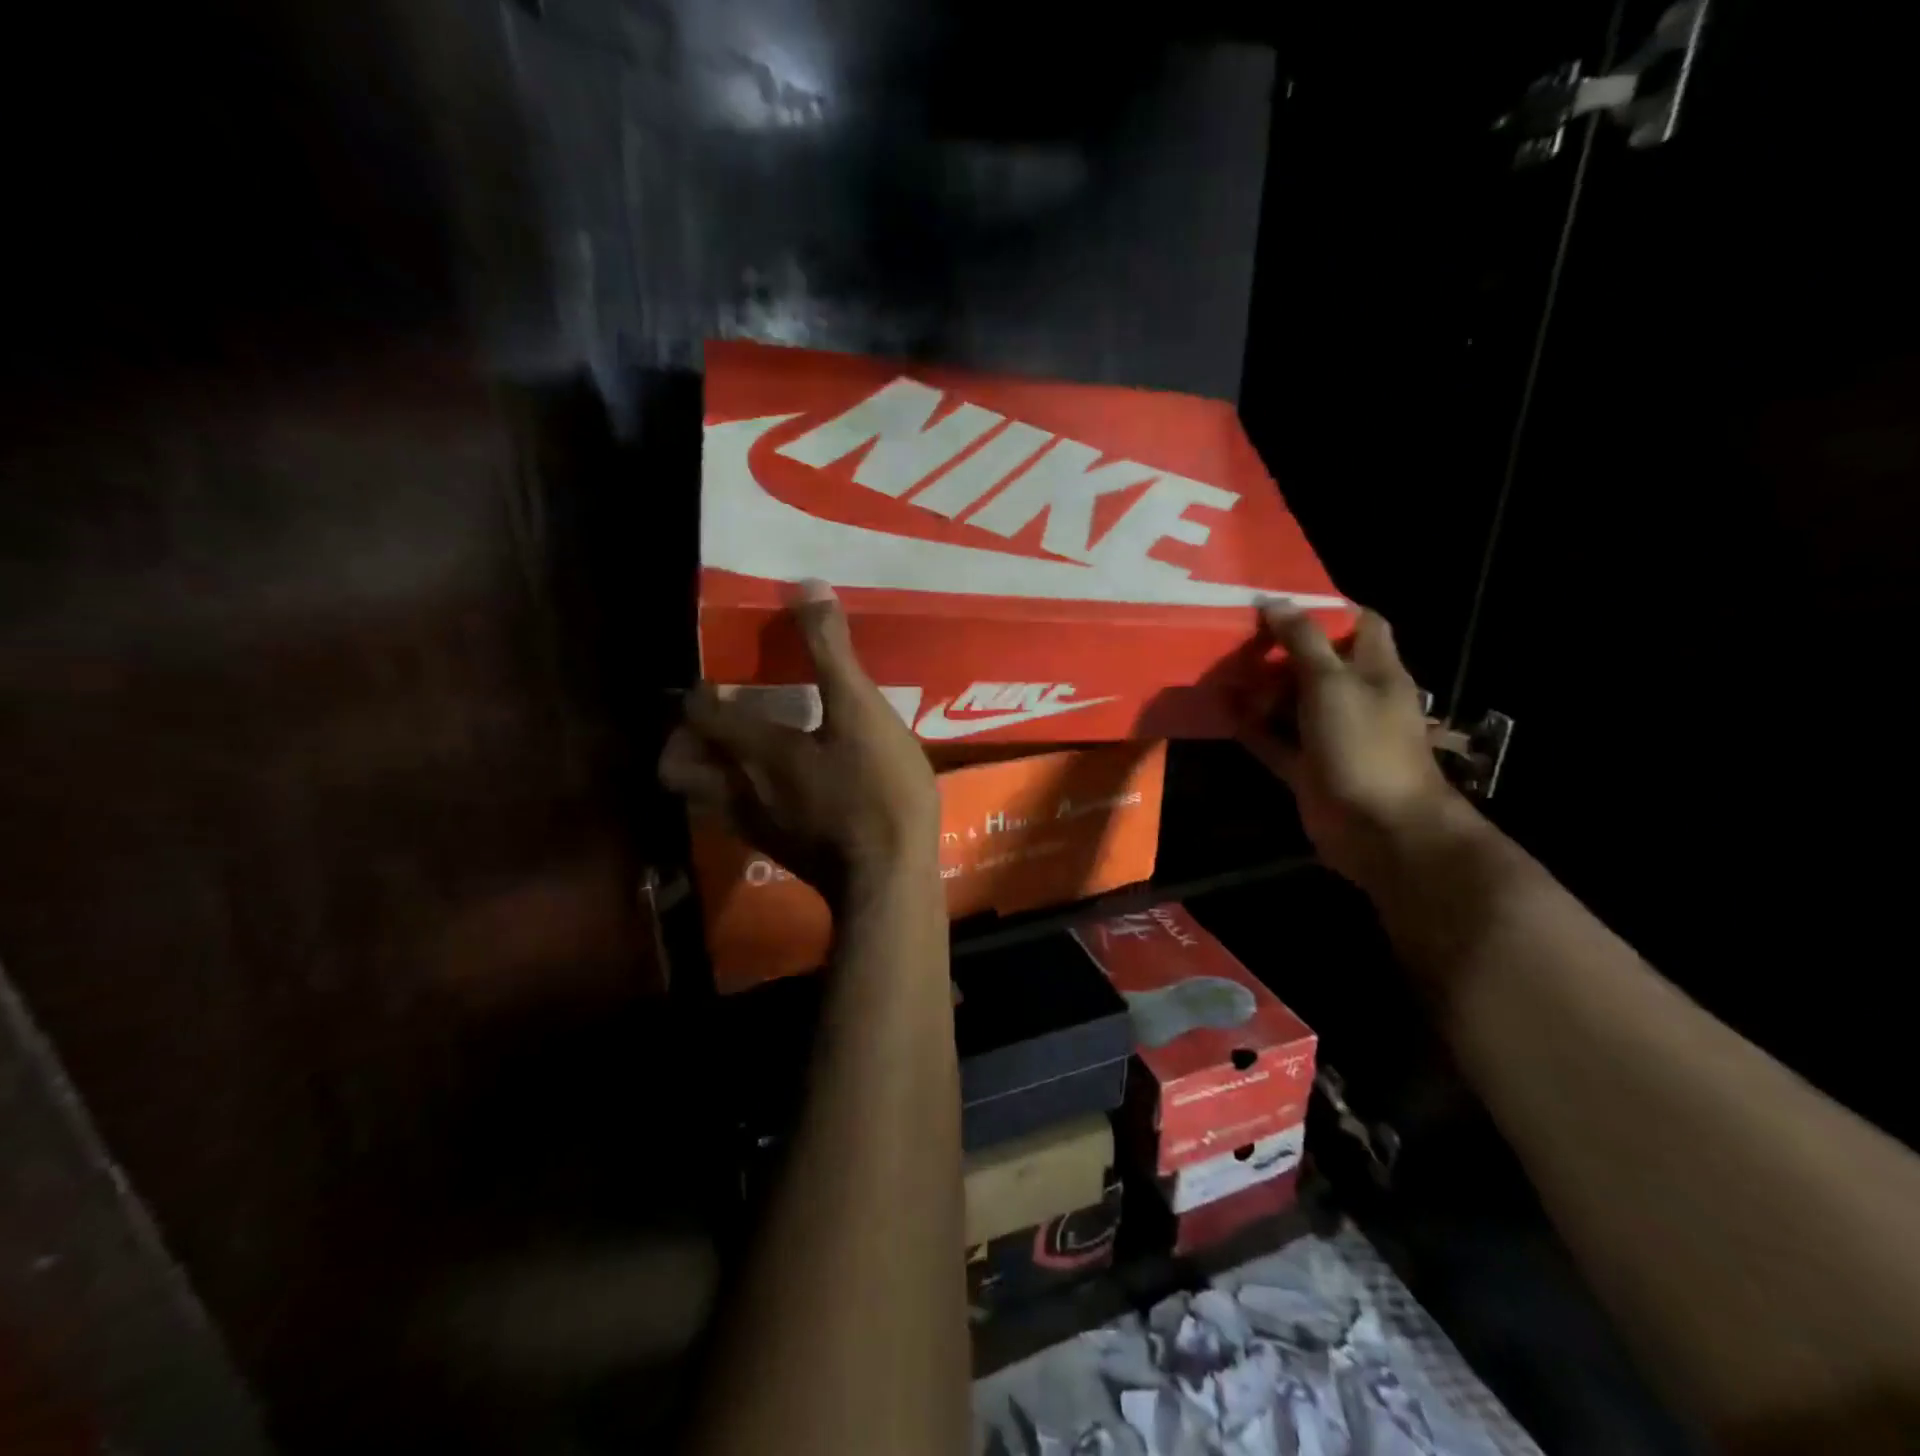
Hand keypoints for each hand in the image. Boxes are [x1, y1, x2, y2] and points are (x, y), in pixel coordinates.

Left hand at [659, 581, 939, 900]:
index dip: (697, 695)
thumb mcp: (862, 711)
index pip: (699, 716)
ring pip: (703, 799)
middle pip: (677, 768)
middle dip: (680, 742)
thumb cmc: (877, 790)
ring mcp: (756, 828)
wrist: (890, 879)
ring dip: (707, 773)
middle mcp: (740, 789)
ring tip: (736, 755)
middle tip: (708, 723)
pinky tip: (775, 793)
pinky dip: (740, 801)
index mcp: (754, 750)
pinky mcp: (779, 853)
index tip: (711, 680)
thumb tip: (807, 588)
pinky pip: (739, 822)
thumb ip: (832, 652)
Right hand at [1240, 604, 1460, 887]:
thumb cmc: (1363, 744)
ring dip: (1260, 689)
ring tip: (1220, 668)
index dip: (1326, 608)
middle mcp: (1354, 699)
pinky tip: (1222, 711)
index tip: (1281, 601)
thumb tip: (1275, 602)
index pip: (1359, 624)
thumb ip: (1303, 641)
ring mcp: (1329, 735)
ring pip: (1291, 703)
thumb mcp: (1333, 682)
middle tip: (1236, 633)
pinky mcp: (1307, 767)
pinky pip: (1274, 740)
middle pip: (1316, 663)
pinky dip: (1251, 727)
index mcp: (1375, 671)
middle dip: (1280, 649)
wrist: (1379, 828)